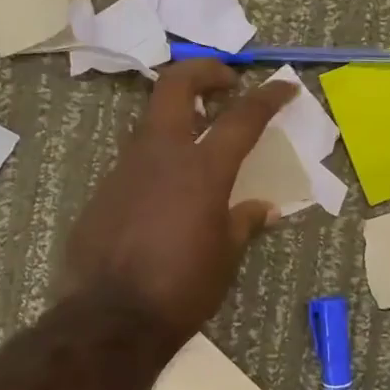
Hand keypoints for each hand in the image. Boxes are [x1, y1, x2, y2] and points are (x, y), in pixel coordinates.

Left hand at [61, 60, 297, 342]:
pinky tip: (166, 189)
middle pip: (176, 86)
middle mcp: (161, 154)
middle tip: (225, 82)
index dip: (268, 97)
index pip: (242, 117)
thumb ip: (244, 223)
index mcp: (202, 169)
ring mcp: (125, 168)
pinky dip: (156, 157)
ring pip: (150, 119)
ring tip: (198, 134)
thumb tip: (265, 209)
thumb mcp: (225, 257)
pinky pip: (134, 159)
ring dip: (177, 115)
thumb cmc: (181, 288)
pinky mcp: (103, 189)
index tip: (286, 86)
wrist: (109, 318)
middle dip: (203, 71)